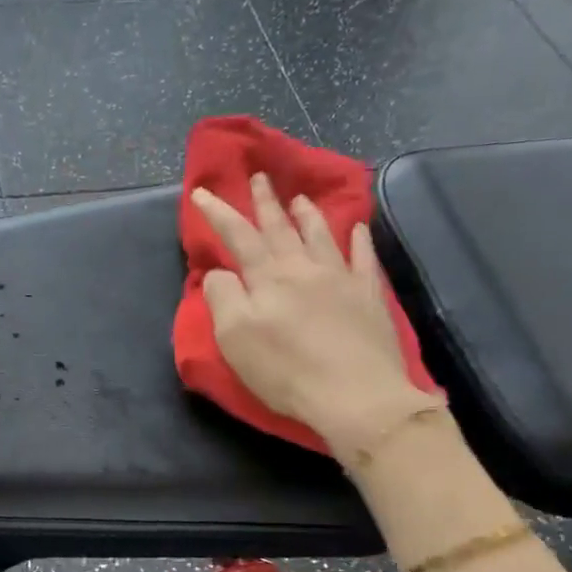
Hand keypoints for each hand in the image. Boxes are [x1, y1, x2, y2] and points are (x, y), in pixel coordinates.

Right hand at [191, 172, 442, 446]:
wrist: (356, 394)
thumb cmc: (286, 370)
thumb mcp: (234, 338)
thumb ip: (222, 298)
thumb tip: (219, 273)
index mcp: (267, 278)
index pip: (238, 236)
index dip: (219, 213)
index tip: (203, 192)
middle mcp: (303, 268)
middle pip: (280, 228)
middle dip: (265, 202)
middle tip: (259, 177)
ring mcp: (340, 279)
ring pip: (320, 236)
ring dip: (307, 215)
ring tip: (299, 198)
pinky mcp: (368, 297)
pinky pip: (363, 259)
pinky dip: (359, 240)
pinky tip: (357, 228)